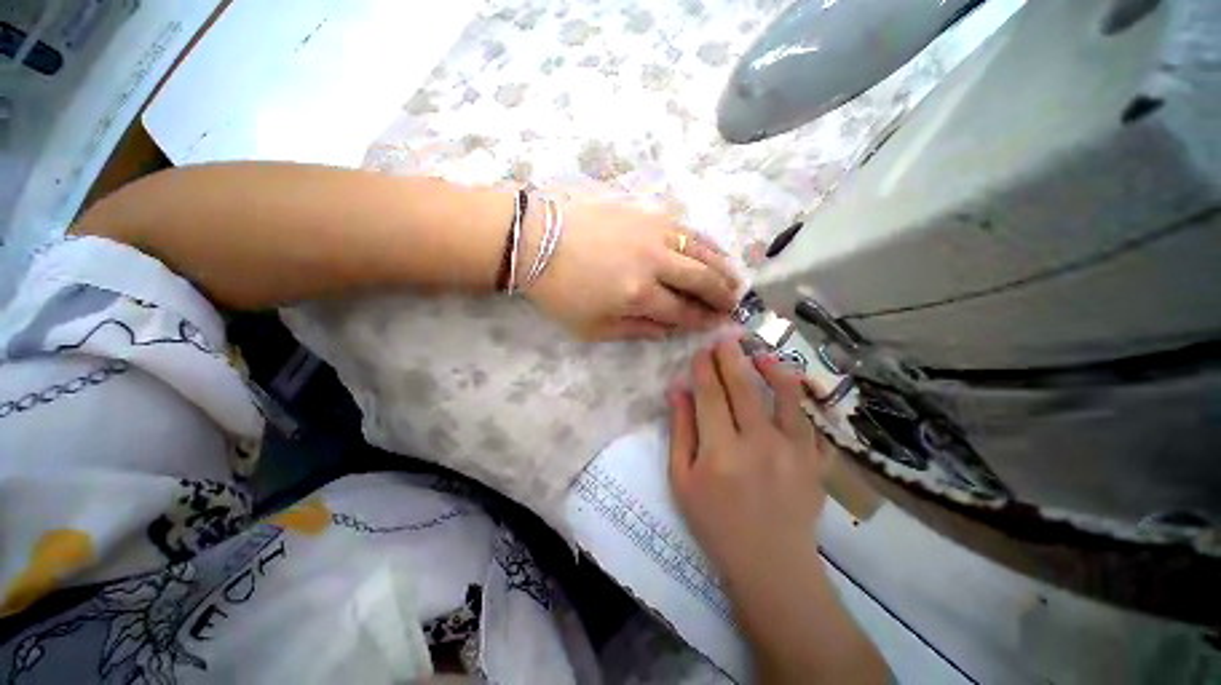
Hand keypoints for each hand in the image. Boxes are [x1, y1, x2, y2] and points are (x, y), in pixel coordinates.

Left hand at [524, 198, 740, 339]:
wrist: (536, 239)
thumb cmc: (560, 291)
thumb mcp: (593, 327)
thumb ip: (636, 331)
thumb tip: (669, 331)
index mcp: (638, 295)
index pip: (683, 311)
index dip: (702, 320)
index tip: (717, 323)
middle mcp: (654, 262)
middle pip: (701, 279)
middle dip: (722, 295)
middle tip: (734, 304)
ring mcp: (654, 232)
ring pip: (701, 250)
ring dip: (723, 267)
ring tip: (735, 279)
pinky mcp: (647, 213)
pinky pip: (687, 228)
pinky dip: (707, 242)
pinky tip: (714, 250)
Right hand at [668, 338, 827, 584]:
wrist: (770, 564)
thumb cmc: (715, 523)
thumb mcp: (682, 480)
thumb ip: (680, 431)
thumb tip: (677, 390)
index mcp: (720, 452)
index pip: (710, 395)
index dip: (704, 368)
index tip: (701, 351)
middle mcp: (759, 444)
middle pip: (744, 387)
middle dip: (732, 357)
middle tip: (726, 337)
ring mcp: (794, 451)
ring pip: (785, 396)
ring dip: (770, 368)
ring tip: (759, 353)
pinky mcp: (815, 460)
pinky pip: (809, 419)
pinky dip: (799, 398)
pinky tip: (789, 385)